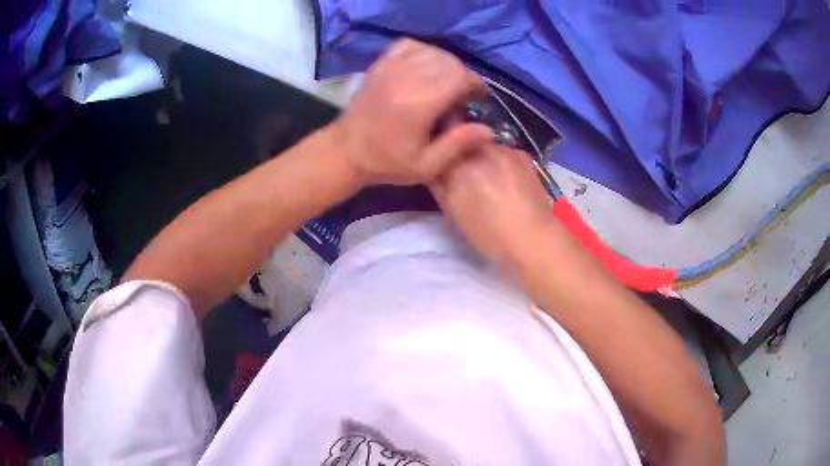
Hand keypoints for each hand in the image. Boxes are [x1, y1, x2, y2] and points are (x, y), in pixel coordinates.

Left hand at [333, 39, 492, 186]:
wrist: (345, 151)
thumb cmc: (386, 162)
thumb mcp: (426, 166)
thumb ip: (457, 145)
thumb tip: (489, 130)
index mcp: (418, 103)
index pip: (458, 77)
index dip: (474, 85)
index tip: (477, 98)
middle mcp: (405, 78)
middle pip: (449, 62)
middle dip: (462, 76)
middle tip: (460, 96)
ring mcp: (390, 68)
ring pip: (432, 51)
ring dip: (445, 64)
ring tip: (444, 83)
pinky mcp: (380, 65)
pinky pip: (410, 45)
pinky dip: (424, 51)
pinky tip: (425, 67)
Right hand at [429, 144, 554, 267]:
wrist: (534, 238)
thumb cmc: (489, 234)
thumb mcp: (454, 213)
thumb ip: (441, 186)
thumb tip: (437, 171)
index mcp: (457, 166)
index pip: (440, 151)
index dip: (441, 161)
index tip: (443, 174)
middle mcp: (478, 151)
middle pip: (462, 145)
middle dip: (460, 157)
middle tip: (465, 178)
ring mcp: (502, 149)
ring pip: (482, 147)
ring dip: (481, 158)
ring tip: (489, 181)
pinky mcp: (521, 154)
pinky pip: (502, 152)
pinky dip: (499, 162)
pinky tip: (507, 181)